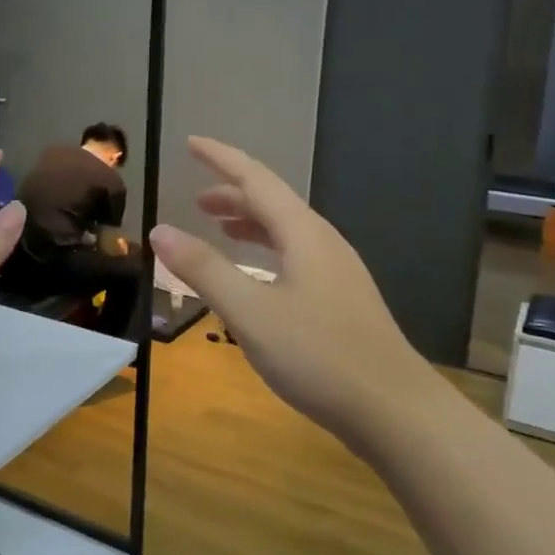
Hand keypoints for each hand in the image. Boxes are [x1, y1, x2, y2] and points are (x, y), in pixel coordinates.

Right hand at [149, 138, 428, 437]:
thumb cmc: (319, 355)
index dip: (221, 159)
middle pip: (272, 203)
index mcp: (303, 233)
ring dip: (249, 224)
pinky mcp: (341, 300)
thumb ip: (203, 268)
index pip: (255, 179)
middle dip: (232, 195)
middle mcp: (323, 242)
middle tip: (195, 200)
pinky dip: (265, 252)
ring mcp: (336, 272)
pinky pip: (294, 256)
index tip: (191, 143)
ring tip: (218, 229)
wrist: (395, 411)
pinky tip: (254, 277)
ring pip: (285, 232)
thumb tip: (159, 230)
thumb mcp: (249, 311)